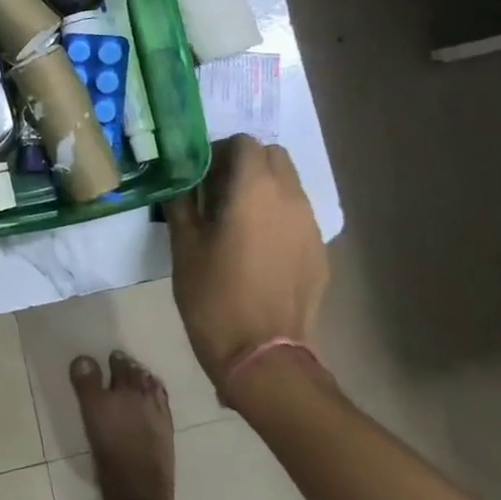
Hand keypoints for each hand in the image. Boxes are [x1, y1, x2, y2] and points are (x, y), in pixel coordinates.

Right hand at [163, 135, 329, 397]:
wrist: (264, 357)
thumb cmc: (215, 296)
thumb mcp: (184, 246)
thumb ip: (182, 201)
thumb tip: (179, 178)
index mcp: (254, 188)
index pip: (243, 142)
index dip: (219, 151)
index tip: (200, 176)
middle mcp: (290, 197)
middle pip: (273, 156)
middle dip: (246, 164)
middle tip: (218, 193)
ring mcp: (310, 225)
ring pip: (289, 185)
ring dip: (264, 189)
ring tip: (237, 222)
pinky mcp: (320, 252)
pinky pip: (298, 217)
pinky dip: (278, 217)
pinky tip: (258, 250)